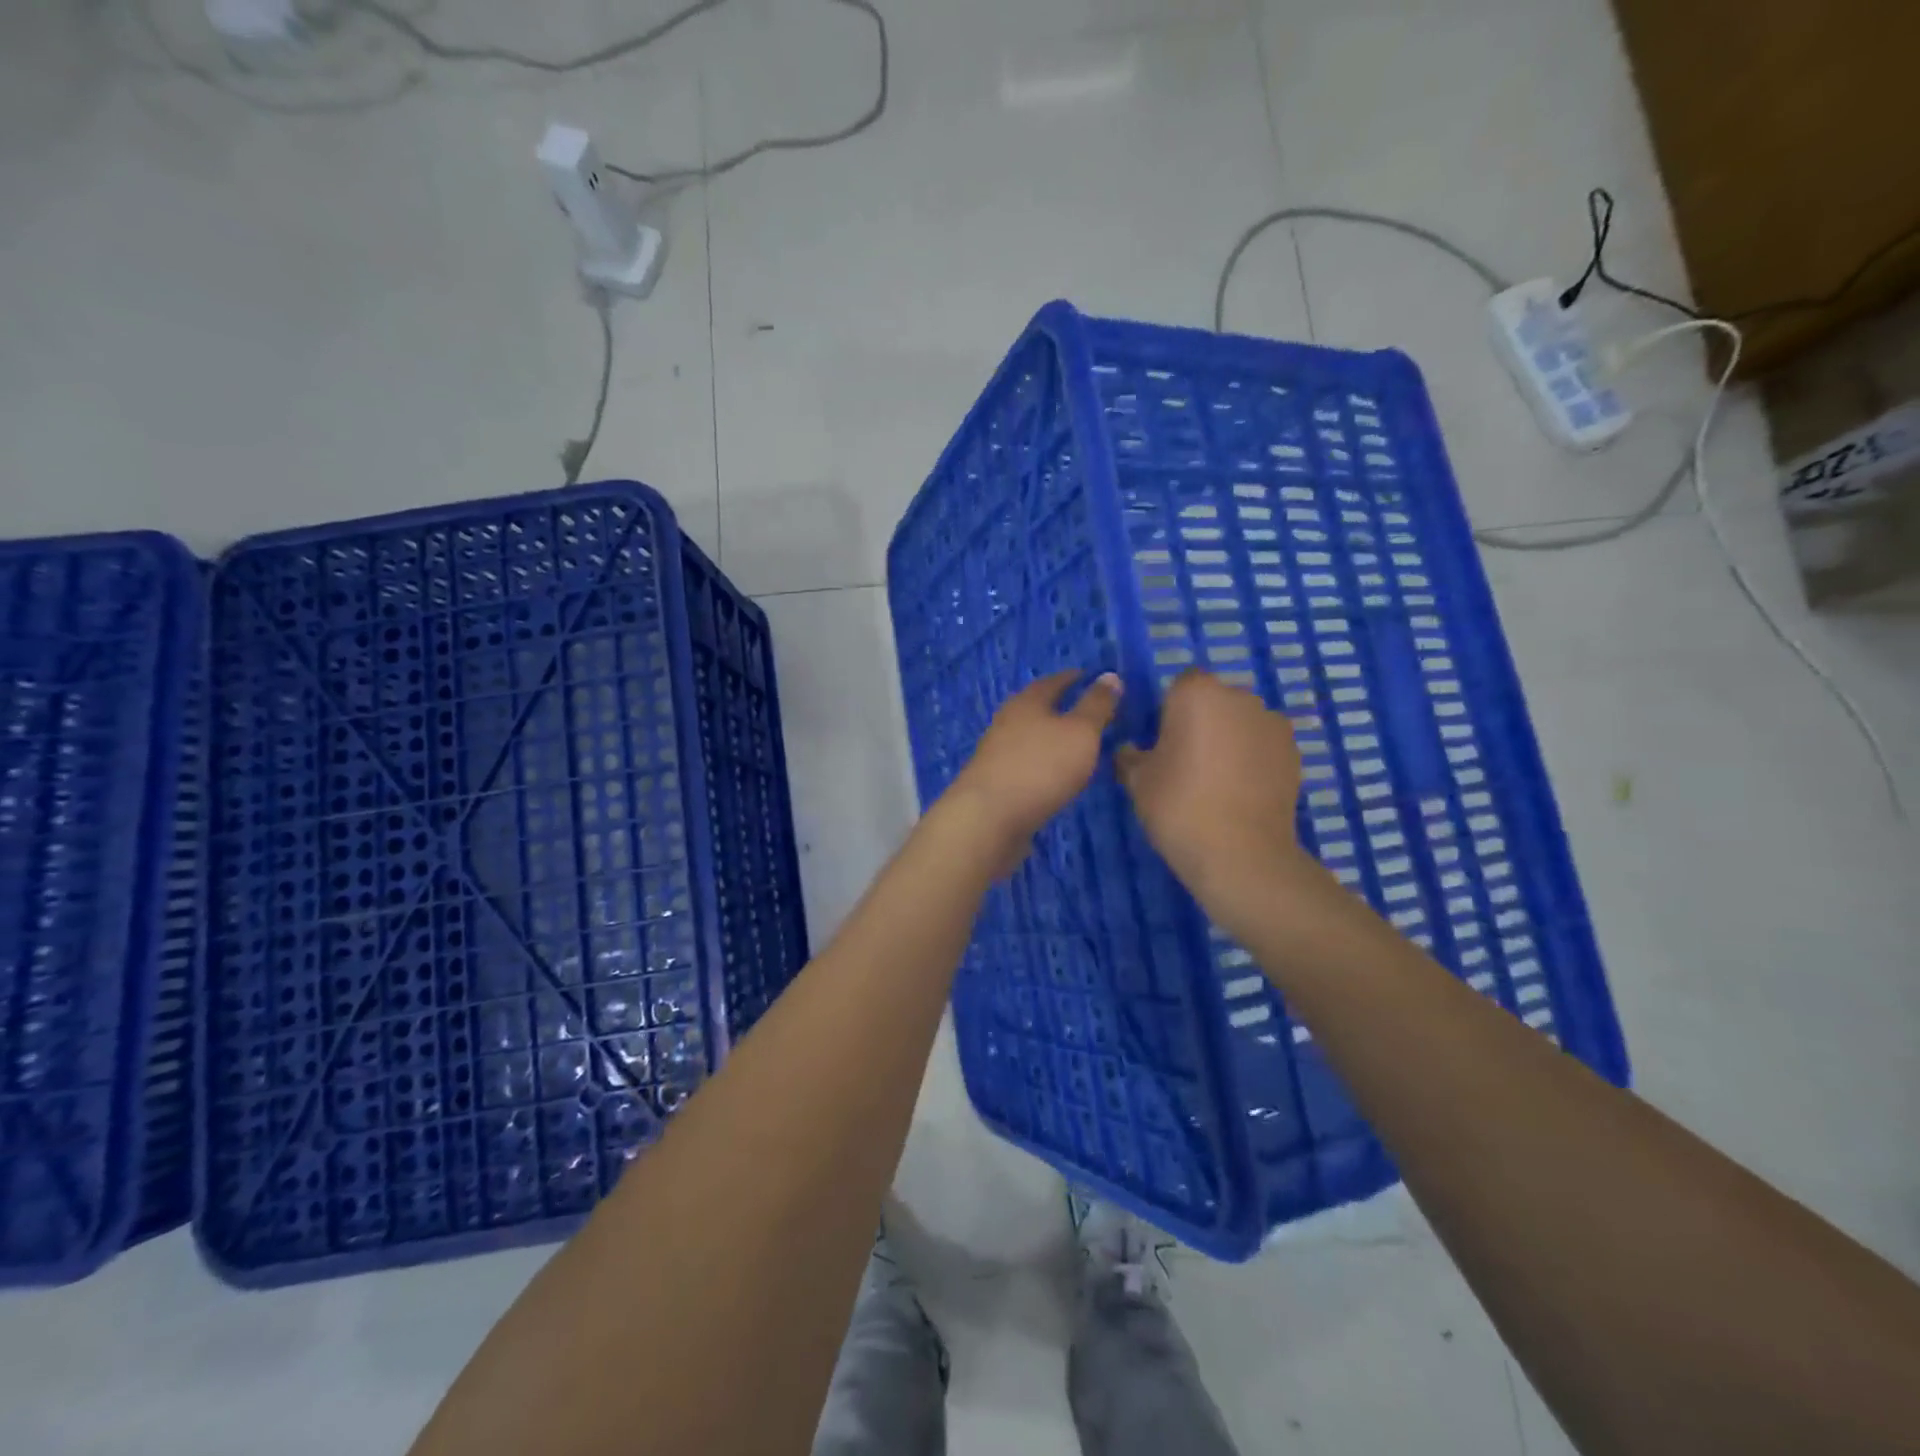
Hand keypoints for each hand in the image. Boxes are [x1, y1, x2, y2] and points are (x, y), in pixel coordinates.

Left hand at [943, 670, 1120, 869]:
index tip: (1089, 677)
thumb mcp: (1081, 732)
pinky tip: (1052, 777)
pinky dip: (1040, 764)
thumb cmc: (1041, 767)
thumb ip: (1097, 705)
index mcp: (1027, 703)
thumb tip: (1110, 675)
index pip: (1052, 682)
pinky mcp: (993, 783)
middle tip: (1085, 711)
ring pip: (1027, 738)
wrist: (989, 818)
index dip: (1072, 678)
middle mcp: (1006, 722)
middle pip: (1035, 708)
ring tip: (1074, 746)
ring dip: (1048, 739)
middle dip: (1058, 708)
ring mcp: (996, 754)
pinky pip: (1023, 765)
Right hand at [1115, 669, 1303, 890]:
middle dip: (1202, 721)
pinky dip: (1253, 758)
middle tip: (1186, 761)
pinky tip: (1240, 791)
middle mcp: (1239, 697)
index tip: (1162, 741)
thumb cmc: (1178, 806)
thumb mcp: (1137, 781)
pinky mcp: (1295, 752)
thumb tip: (1130, 750)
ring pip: (1242, 722)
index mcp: (1197, 693)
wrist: (1241, 853)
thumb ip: (1130, 757)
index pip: (1180, 685)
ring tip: (1216, 780)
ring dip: (1230, 739)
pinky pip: (1263, 745)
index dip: (1170, 710)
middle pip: (1215, 700)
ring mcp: (1273, 723)